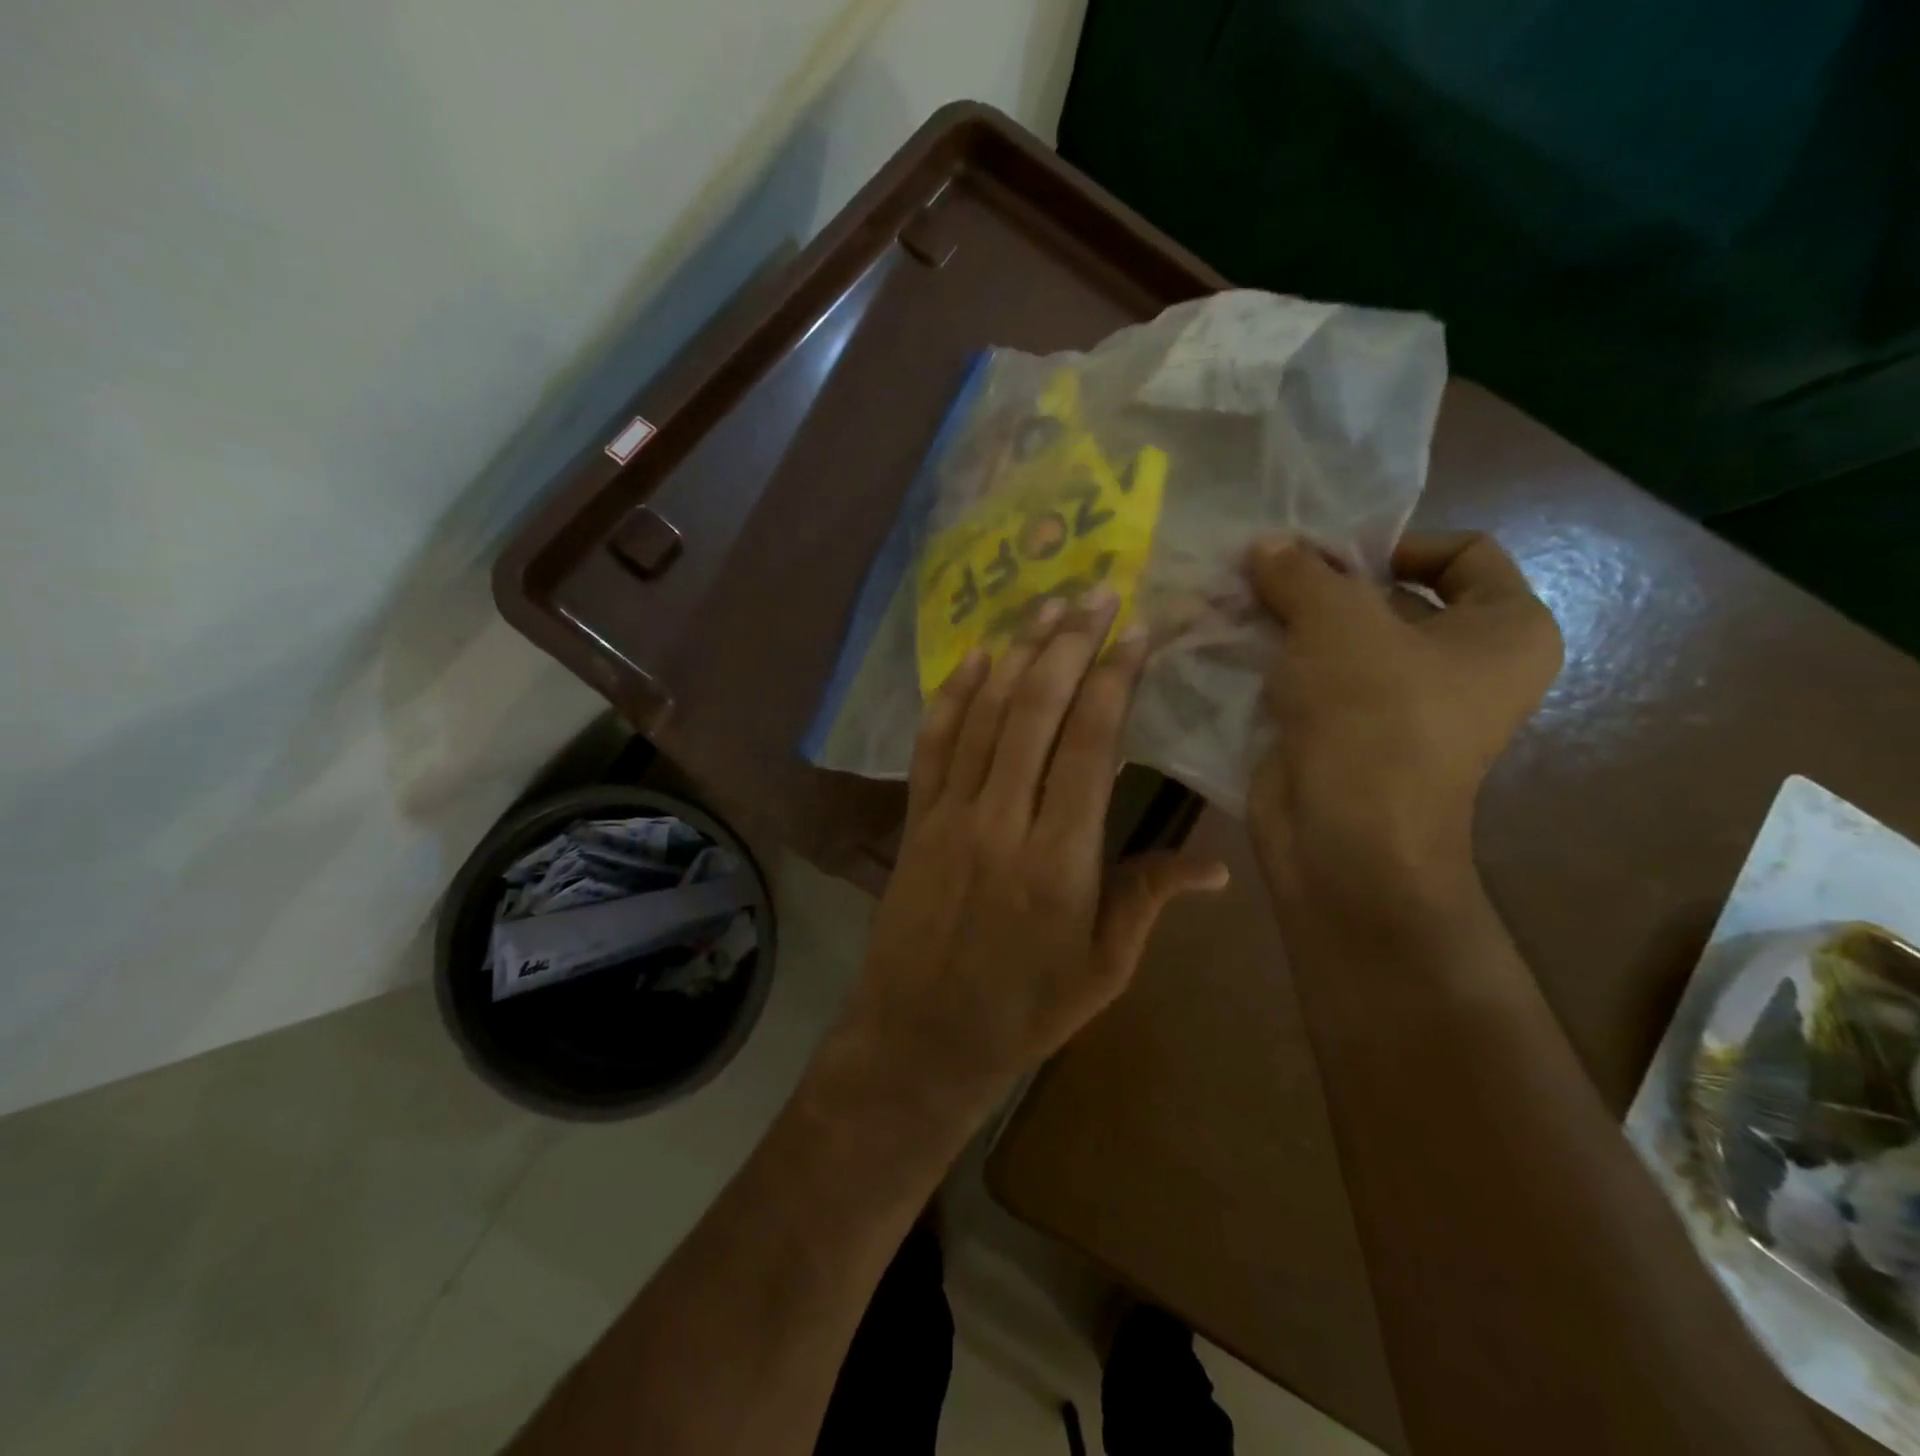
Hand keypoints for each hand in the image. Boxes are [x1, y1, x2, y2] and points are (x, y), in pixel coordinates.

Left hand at [827, 590, 1228, 1126]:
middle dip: (1069, 646)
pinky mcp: (917, 820)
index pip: (1090, 745)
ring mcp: (951, 815)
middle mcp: (1002, 821)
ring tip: (1047, 607)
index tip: (1135, 632)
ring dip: (1019, 655)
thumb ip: (1148, 900)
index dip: (1113, 680)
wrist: (920, 1038)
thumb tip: (1214, 863)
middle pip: (1035, 712)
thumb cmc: (1024, 1011)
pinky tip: (976, 658)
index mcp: (1060, 859)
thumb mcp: (1103, 969)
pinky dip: (955, 696)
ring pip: (985, 716)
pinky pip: (934, 745)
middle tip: (1096, 593)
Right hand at [1245, 532, 1562, 896]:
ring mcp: (1402, 707)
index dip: (1395, 542)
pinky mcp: (1348, 735)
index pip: (1463, 553)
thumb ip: (1301, 573)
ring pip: (1343, 643)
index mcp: (1504, 631)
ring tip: (1237, 603)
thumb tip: (1266, 546)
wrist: (1344, 837)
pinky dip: (1279, 663)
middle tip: (1264, 572)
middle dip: (1324, 584)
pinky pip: (1315, 682)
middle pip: (1391, 599)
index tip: (1329, 555)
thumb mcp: (1336, 620)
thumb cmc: (1371, 714)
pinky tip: (1232, 645)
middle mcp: (1461, 668)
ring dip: (1291, 622)